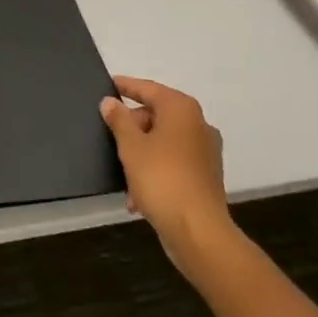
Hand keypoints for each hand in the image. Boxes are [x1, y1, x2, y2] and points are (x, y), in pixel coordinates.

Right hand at [101, 77, 234, 280]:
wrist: (199, 233)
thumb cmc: (161, 179)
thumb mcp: (131, 146)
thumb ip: (119, 120)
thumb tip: (110, 102)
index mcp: (181, 109)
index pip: (149, 89)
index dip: (127, 86)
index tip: (110, 83)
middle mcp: (198, 124)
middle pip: (157, 116)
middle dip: (133, 128)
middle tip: (112, 138)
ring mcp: (206, 152)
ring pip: (165, 142)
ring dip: (143, 154)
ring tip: (123, 175)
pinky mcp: (207, 177)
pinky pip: (175, 164)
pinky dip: (156, 171)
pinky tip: (138, 196)